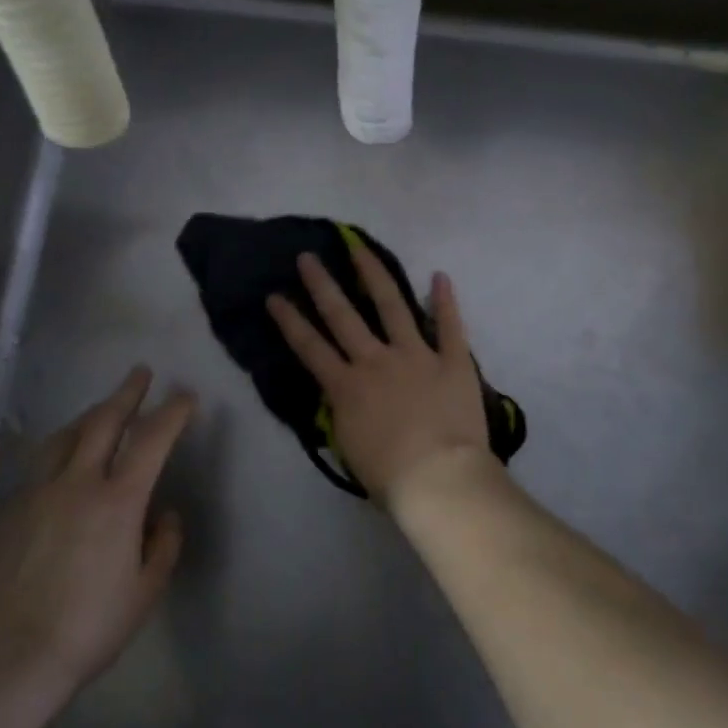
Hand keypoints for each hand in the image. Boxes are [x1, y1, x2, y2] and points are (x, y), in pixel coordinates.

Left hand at [0, 367, 195, 727]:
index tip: (185, 395)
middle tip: (140, 373)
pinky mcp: (7, 511)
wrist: (1, 656)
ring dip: (88, 415)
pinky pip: (38, 465)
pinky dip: (58, 450)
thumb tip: (165, 516)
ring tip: (100, 409)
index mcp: (118, 500)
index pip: (152, 440)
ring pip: (64, 437)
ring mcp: (36, 493)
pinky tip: (60, 462)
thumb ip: (163, 546)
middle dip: (127, 393)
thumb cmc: (86, 628)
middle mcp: (76, 483)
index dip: (172, 412)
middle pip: (103, 422)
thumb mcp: (144, 593)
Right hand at [267, 249, 491, 506]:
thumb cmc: (390, 476)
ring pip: (392, 306)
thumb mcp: (349, 447)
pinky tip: (440, 275)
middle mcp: (376, 361)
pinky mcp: (452, 361)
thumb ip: (343, 413)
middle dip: (322, 284)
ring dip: (374, 275)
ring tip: (360, 249)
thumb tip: (342, 396)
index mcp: (347, 387)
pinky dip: (445, 301)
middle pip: (343, 315)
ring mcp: (416, 355)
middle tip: (308, 257)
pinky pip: (450, 326)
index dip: (290, 320)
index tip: (274, 296)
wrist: (439, 478)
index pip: (310, 347)